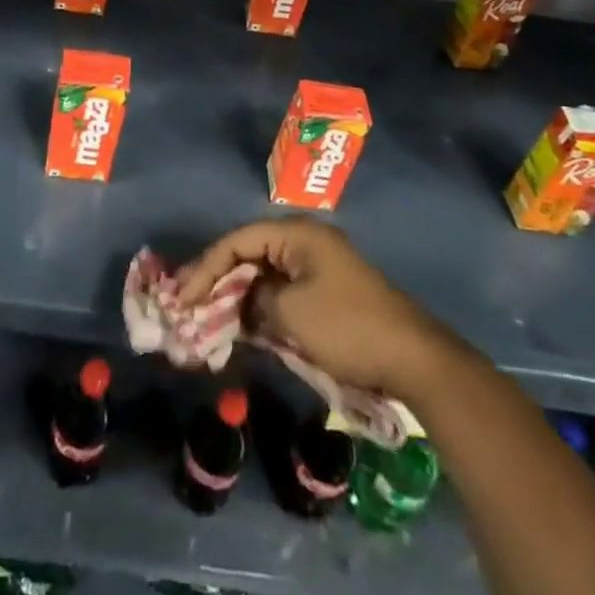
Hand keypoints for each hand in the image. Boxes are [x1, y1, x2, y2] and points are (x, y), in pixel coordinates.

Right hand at [178, 218, 450, 400]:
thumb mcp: (291, 315)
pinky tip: (242, 328)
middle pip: (250, 254)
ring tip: (206, 317)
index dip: (206, 266)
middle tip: (187, 303)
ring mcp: (318, 268)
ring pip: (264, 275)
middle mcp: (305, 243)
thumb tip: (246, 304)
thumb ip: (256, 302)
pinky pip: (282, 294)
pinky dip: (260, 309)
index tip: (182, 294)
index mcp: (297, 235)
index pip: (238, 240)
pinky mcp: (327, 295)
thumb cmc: (347, 327)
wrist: (413, 360)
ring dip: (237, 296)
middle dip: (218, 279)